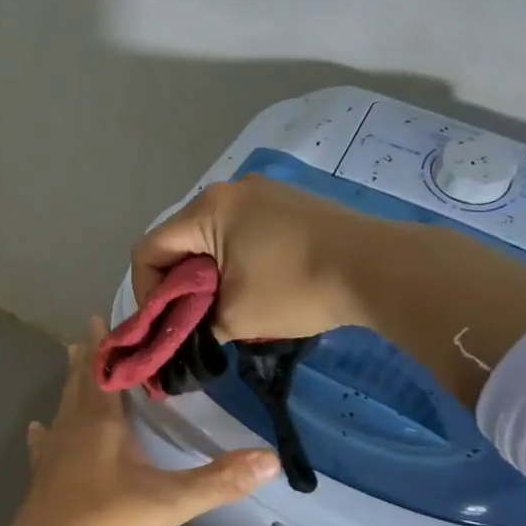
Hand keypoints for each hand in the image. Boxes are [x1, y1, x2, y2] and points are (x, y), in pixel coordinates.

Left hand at [14, 320, 279, 525]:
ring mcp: (53, 450)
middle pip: (81, 382)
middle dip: (89, 357)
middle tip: (92, 331)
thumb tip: (270, 460)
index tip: (107, 319)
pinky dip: (44, 431)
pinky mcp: (42, 474)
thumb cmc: (105, 521)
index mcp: (101, 422)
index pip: (105, 372)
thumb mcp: (169, 502)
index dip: (108, 345)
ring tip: (72, 362)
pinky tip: (37, 427)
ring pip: (62, 405)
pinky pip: (43, 442)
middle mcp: (73, 426)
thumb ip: (218, 481)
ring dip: (70, 383)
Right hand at [131, 175, 393, 342]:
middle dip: (177, 283)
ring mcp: (262, 192)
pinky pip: (240, 230)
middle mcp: (228, 190)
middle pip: (178, 240)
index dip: (145, 292)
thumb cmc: (296, 289)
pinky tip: (254, 285)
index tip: (164, 324)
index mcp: (206, 210)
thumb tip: (181, 336)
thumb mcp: (234, 318)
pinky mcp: (288, 202)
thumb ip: (193, 325)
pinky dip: (233, 260)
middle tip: (192, 319)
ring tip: (224, 306)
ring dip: (206, 273)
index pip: (148, 250)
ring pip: (210, 236)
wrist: (380, 268)